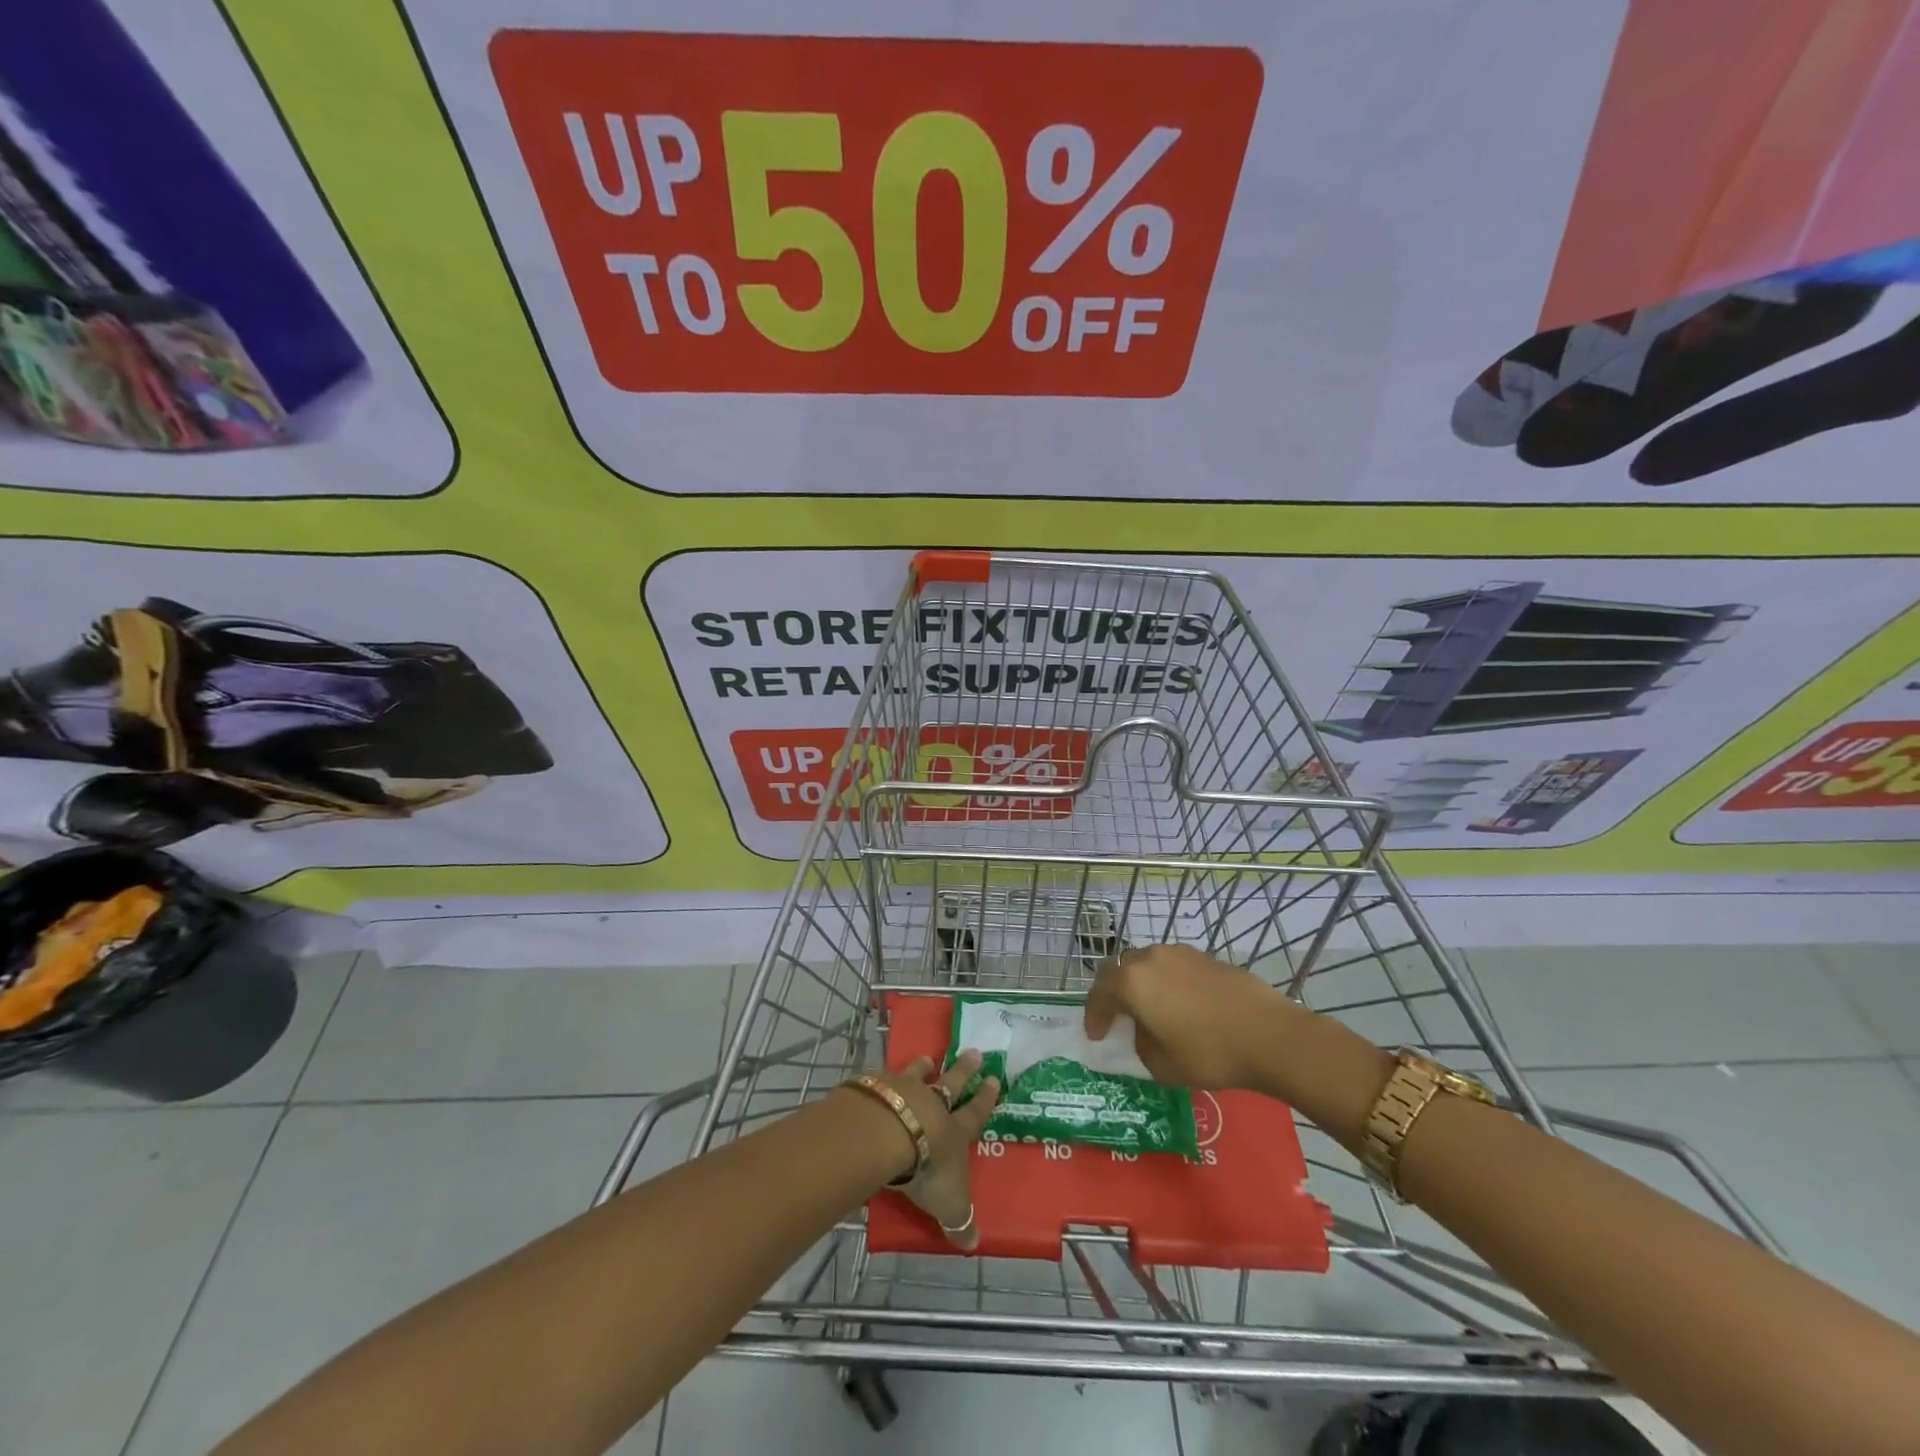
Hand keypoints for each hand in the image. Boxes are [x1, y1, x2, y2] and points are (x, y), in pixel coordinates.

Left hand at [876, 1051, 999, 1249]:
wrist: (888, 1135)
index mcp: (954, 1130)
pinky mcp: (878, 1088)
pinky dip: (886, 1078)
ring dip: (923, 1067)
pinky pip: (885, 1079)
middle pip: (952, 1083)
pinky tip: (881, 1076)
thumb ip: (959, 1222)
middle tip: (974, 1051)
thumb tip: (973, 1245)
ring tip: (927, 1058)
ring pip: (917, 1074)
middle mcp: (933, 1104)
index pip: (975, 1113)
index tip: (994, 1078)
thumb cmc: (927, 1169)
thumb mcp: (949, 1204)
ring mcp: (905, 1091)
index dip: (985, 1099)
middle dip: (964, 1070)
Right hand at [1084, 944, 1289, 1090]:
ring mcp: (1181, 954)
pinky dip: (1168, 983)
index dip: (1094, 1014)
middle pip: (1121, 969)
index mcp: (1133, 982)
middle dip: (1115, 993)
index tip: (1096, 1035)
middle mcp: (1151, 958)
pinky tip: (1183, 1006)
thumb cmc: (1209, 1053)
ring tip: (1152, 1010)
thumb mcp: (1162, 1065)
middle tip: (1119, 1017)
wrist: (1270, 1035)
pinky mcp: (1207, 957)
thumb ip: (1142, 1044)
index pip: (1100, 992)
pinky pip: (1175, 967)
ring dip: (1143, 984)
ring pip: (1149, 964)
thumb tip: (1145, 1031)